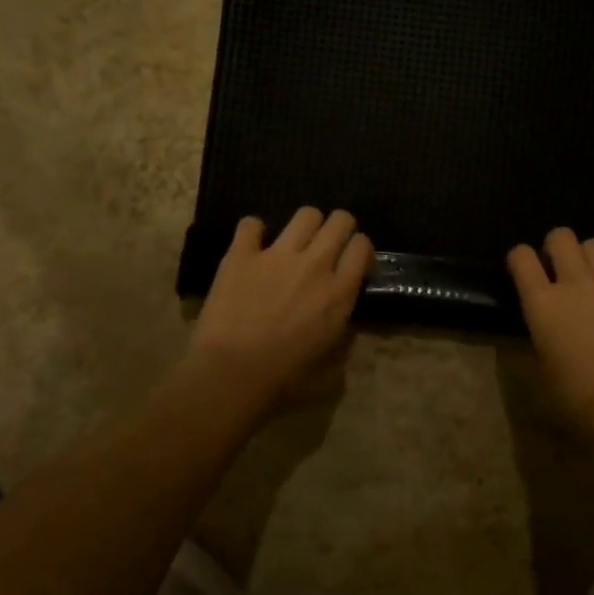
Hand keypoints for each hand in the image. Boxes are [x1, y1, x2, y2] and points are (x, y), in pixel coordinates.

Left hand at [189, 208, 371, 410]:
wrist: (231, 376)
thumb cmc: (284, 380)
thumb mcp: (330, 367)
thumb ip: (342, 337)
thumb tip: (343, 324)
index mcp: (339, 292)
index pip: (362, 246)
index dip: (359, 249)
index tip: (351, 260)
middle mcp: (315, 265)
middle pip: (340, 220)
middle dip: (339, 226)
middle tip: (328, 244)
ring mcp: (277, 255)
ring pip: (305, 214)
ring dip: (305, 224)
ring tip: (295, 241)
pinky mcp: (241, 255)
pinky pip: (250, 224)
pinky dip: (253, 232)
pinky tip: (252, 245)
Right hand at [508, 228, 593, 428]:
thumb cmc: (577, 396)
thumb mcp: (542, 371)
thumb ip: (538, 340)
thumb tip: (540, 332)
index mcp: (543, 302)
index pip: (521, 256)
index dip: (519, 258)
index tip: (522, 270)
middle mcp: (576, 283)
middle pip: (561, 236)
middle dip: (556, 246)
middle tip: (558, 268)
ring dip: (588, 257)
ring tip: (590, 280)